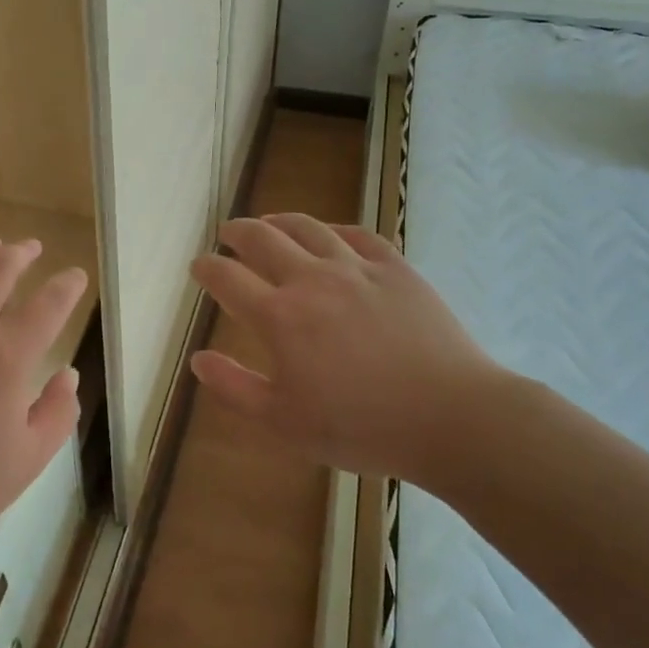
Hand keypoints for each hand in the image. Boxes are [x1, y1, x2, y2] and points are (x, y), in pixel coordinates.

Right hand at [188, 214, 509, 478]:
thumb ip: (235, 388)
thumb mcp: (284, 423)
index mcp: (279, 317)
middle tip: (228, 232)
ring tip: (270, 221)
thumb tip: (198, 359)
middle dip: (238, 232)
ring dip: (281, 220)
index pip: (228, 278)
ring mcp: (356, 269)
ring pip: (309, 228)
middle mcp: (312, 280)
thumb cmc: (360, 427)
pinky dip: (334, 229)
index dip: (208, 267)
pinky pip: (358, 235)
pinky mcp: (396, 268)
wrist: (450, 417)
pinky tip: (330, 234)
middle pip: (263, 239)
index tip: (199, 265)